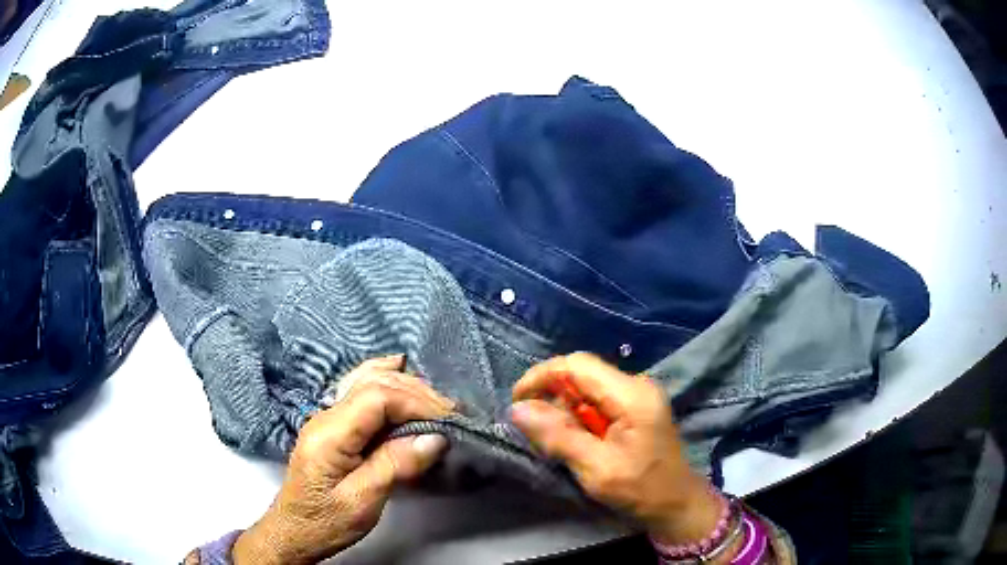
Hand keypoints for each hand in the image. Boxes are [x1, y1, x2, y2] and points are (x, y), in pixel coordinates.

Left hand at [233, 355, 453, 564]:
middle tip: (451, 413)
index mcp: (329, 434)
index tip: (447, 420)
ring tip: (435, 401)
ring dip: (404, 385)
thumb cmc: (326, 521)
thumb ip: (395, 466)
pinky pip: (359, 389)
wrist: (295, 531)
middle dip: (416, 392)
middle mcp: (325, 415)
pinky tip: (397, 371)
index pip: (376, 397)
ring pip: (365, 380)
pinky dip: (383, 379)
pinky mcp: (333, 425)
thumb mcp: (363, 502)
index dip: (416, 401)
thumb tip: (435, 438)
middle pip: (373, 383)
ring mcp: (326, 416)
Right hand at [510, 353, 722, 544]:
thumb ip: (558, 436)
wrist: (676, 504)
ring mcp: (638, 396)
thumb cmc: (641, 490)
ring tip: (557, 443)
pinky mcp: (635, 408)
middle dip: (552, 399)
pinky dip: (579, 419)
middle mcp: (636, 385)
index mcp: (632, 395)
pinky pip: (597, 402)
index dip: (542, 376)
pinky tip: (577, 442)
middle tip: (536, 431)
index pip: (578, 365)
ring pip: (586, 389)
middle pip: (582, 375)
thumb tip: (517, 409)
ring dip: (565, 412)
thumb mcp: (596, 469)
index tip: (516, 401)